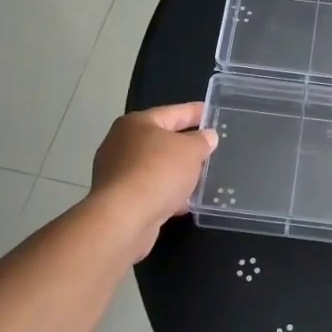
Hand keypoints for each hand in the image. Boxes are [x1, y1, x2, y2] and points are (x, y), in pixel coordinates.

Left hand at [90, 102, 218, 257]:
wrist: (124, 219)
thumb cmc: (158, 172)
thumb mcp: (191, 151)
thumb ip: (202, 141)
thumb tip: (208, 136)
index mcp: (137, 123)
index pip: (174, 112)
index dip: (196, 112)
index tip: (213, 113)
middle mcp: (122, 143)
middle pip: (162, 140)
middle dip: (187, 145)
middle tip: (211, 148)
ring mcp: (117, 173)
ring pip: (156, 167)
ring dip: (177, 173)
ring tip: (203, 177)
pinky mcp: (119, 199)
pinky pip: (150, 190)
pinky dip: (167, 193)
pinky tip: (185, 202)